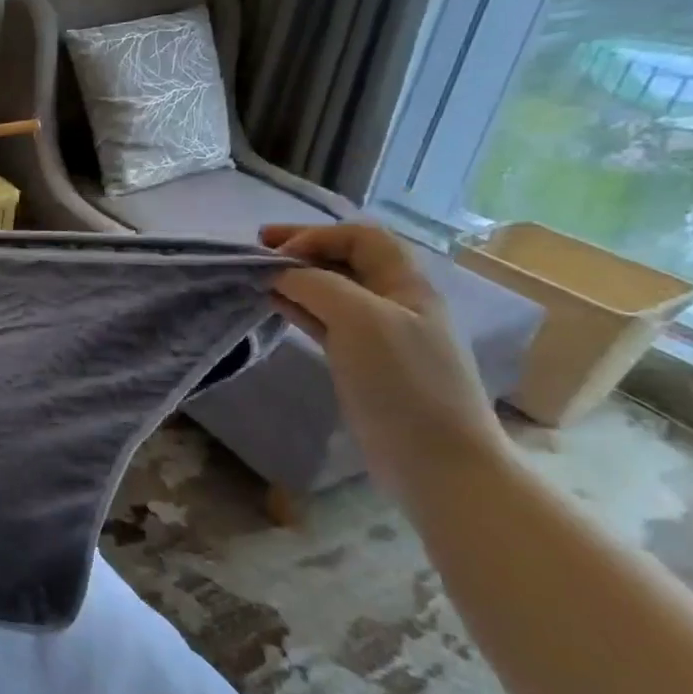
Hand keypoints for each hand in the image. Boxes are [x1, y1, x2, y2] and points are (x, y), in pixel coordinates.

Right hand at [260, 222, 508, 492]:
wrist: (435, 459)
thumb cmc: (403, 382)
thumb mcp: (361, 320)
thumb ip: (317, 286)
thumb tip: (279, 276)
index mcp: (407, 285)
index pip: (360, 237)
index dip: (316, 234)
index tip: (274, 252)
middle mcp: (395, 302)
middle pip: (346, 259)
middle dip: (302, 249)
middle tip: (256, 248)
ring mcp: (379, 334)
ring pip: (331, 290)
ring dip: (295, 278)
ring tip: (258, 278)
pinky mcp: (361, 362)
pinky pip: (325, 321)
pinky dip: (298, 307)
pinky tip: (275, 307)